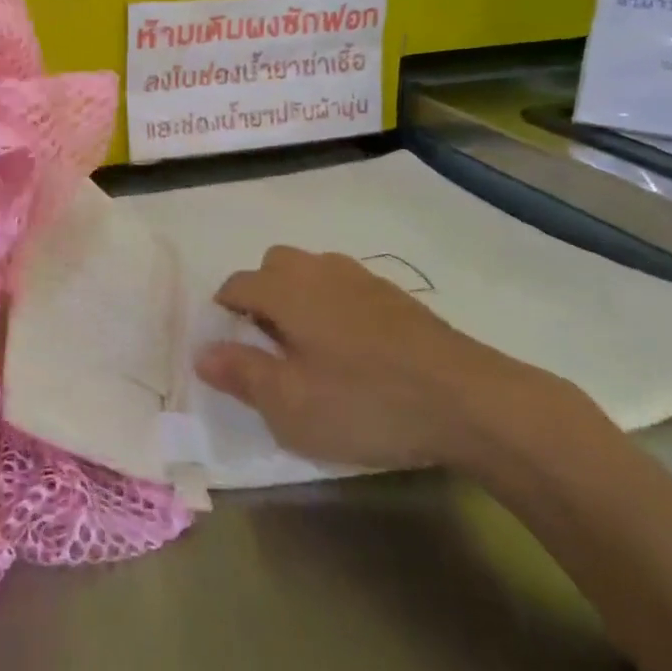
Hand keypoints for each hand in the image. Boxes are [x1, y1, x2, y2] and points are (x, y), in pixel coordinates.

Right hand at [195, 246, 579, 471]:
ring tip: (310, 345)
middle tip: (269, 344)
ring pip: (312, 271)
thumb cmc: (366, 403)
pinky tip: (354, 348)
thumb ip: (241, 374)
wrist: (469, 400)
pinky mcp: (396, 295)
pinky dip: (334, 305)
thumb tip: (202, 353)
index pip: (236, 285)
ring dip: (299, 296)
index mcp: (286, 289)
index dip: (224, 312)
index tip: (230, 347)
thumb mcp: (290, 405)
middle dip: (261, 295)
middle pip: (273, 265)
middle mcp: (318, 270)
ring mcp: (361, 278)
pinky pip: (346, 286)